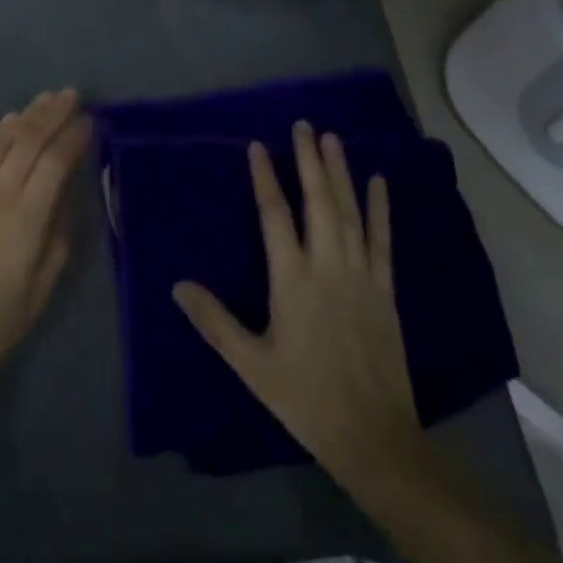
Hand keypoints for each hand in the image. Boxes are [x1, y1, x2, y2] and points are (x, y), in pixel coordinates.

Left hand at [0, 89, 89, 406]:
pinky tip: (9, 121)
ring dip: (27, 115)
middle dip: (53, 113)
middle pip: (29, 140)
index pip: (56, 162)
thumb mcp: (37, 295)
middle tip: (72, 94)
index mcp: (26, 220)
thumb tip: (71, 199)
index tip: (92, 119)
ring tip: (46, 98)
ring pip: (3, 140)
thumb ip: (58, 241)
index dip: (74, 137)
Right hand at [172, 122, 424, 491]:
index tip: (258, 146)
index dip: (265, 177)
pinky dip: (380, 208)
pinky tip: (379, 182)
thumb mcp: (251, 364)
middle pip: (317, 200)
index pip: (275, 214)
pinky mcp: (385, 289)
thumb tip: (177, 284)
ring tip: (333, 138)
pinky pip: (382, 239)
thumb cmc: (306, 397)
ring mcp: (360, 274)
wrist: (375, 438)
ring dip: (340, 172)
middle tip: (304, 124)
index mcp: (292, 278)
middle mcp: (327, 264)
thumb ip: (214, 321)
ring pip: (349, 211)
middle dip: (309, 159)